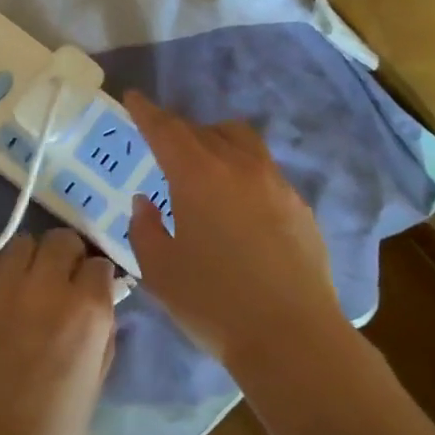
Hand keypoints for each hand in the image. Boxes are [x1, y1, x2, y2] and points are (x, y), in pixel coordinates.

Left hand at [0, 230, 117, 434]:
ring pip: (19, 246)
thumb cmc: (54, 433)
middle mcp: (44, 285)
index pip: (98, 263)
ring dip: (28, 263)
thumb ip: (101, 332)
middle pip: (60, 240)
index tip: (88, 291)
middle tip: (56, 283)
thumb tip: (99, 304)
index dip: (94, 278)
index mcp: (87, 308)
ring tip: (21, 290)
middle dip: (64, 256)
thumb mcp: (97, 380)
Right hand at [125, 92, 342, 364]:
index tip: (134, 99)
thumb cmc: (213, 303)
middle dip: (180, 131)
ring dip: (217, 142)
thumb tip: (146, 202)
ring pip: (242, 142)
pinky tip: (239, 205)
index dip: (147, 112)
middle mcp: (239, 166)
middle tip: (164, 147)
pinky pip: (265, 170)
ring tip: (204, 168)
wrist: (292, 336)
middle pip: (205, 130)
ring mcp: (276, 183)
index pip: (167, 129)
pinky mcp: (300, 205)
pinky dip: (243, 171)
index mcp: (198, 175)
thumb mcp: (159, 270)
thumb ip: (145, 228)